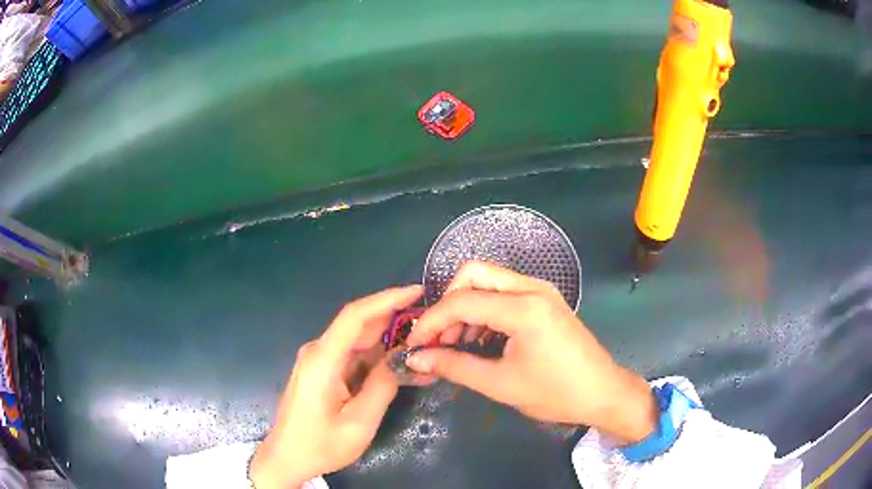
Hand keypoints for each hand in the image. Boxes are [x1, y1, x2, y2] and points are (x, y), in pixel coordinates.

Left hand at [249, 285, 422, 488]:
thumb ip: (382, 387)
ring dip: (388, 343)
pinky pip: (352, 357)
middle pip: (359, 326)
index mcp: (323, 360)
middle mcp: (318, 352)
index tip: (417, 291)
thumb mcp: (359, 423)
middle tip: (430, 325)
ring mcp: (318, 361)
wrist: (287, 457)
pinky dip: (375, 359)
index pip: (355, 316)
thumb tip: (401, 359)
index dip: (387, 299)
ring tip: (421, 347)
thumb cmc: (320, 444)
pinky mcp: (321, 371)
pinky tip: (398, 366)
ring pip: (358, 342)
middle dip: (395, 321)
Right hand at [404, 262, 656, 444]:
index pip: (461, 301)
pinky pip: (505, 292)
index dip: (431, 321)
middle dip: (448, 303)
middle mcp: (532, 288)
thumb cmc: (555, 393)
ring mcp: (541, 291)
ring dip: (466, 306)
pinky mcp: (545, 299)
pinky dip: (485, 309)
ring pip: (489, 280)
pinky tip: (481, 338)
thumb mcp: (501, 384)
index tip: (414, 343)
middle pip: (474, 273)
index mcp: (523, 308)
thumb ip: (454, 367)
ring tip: (457, 343)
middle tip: (439, 337)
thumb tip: (417, 359)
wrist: (602, 392)